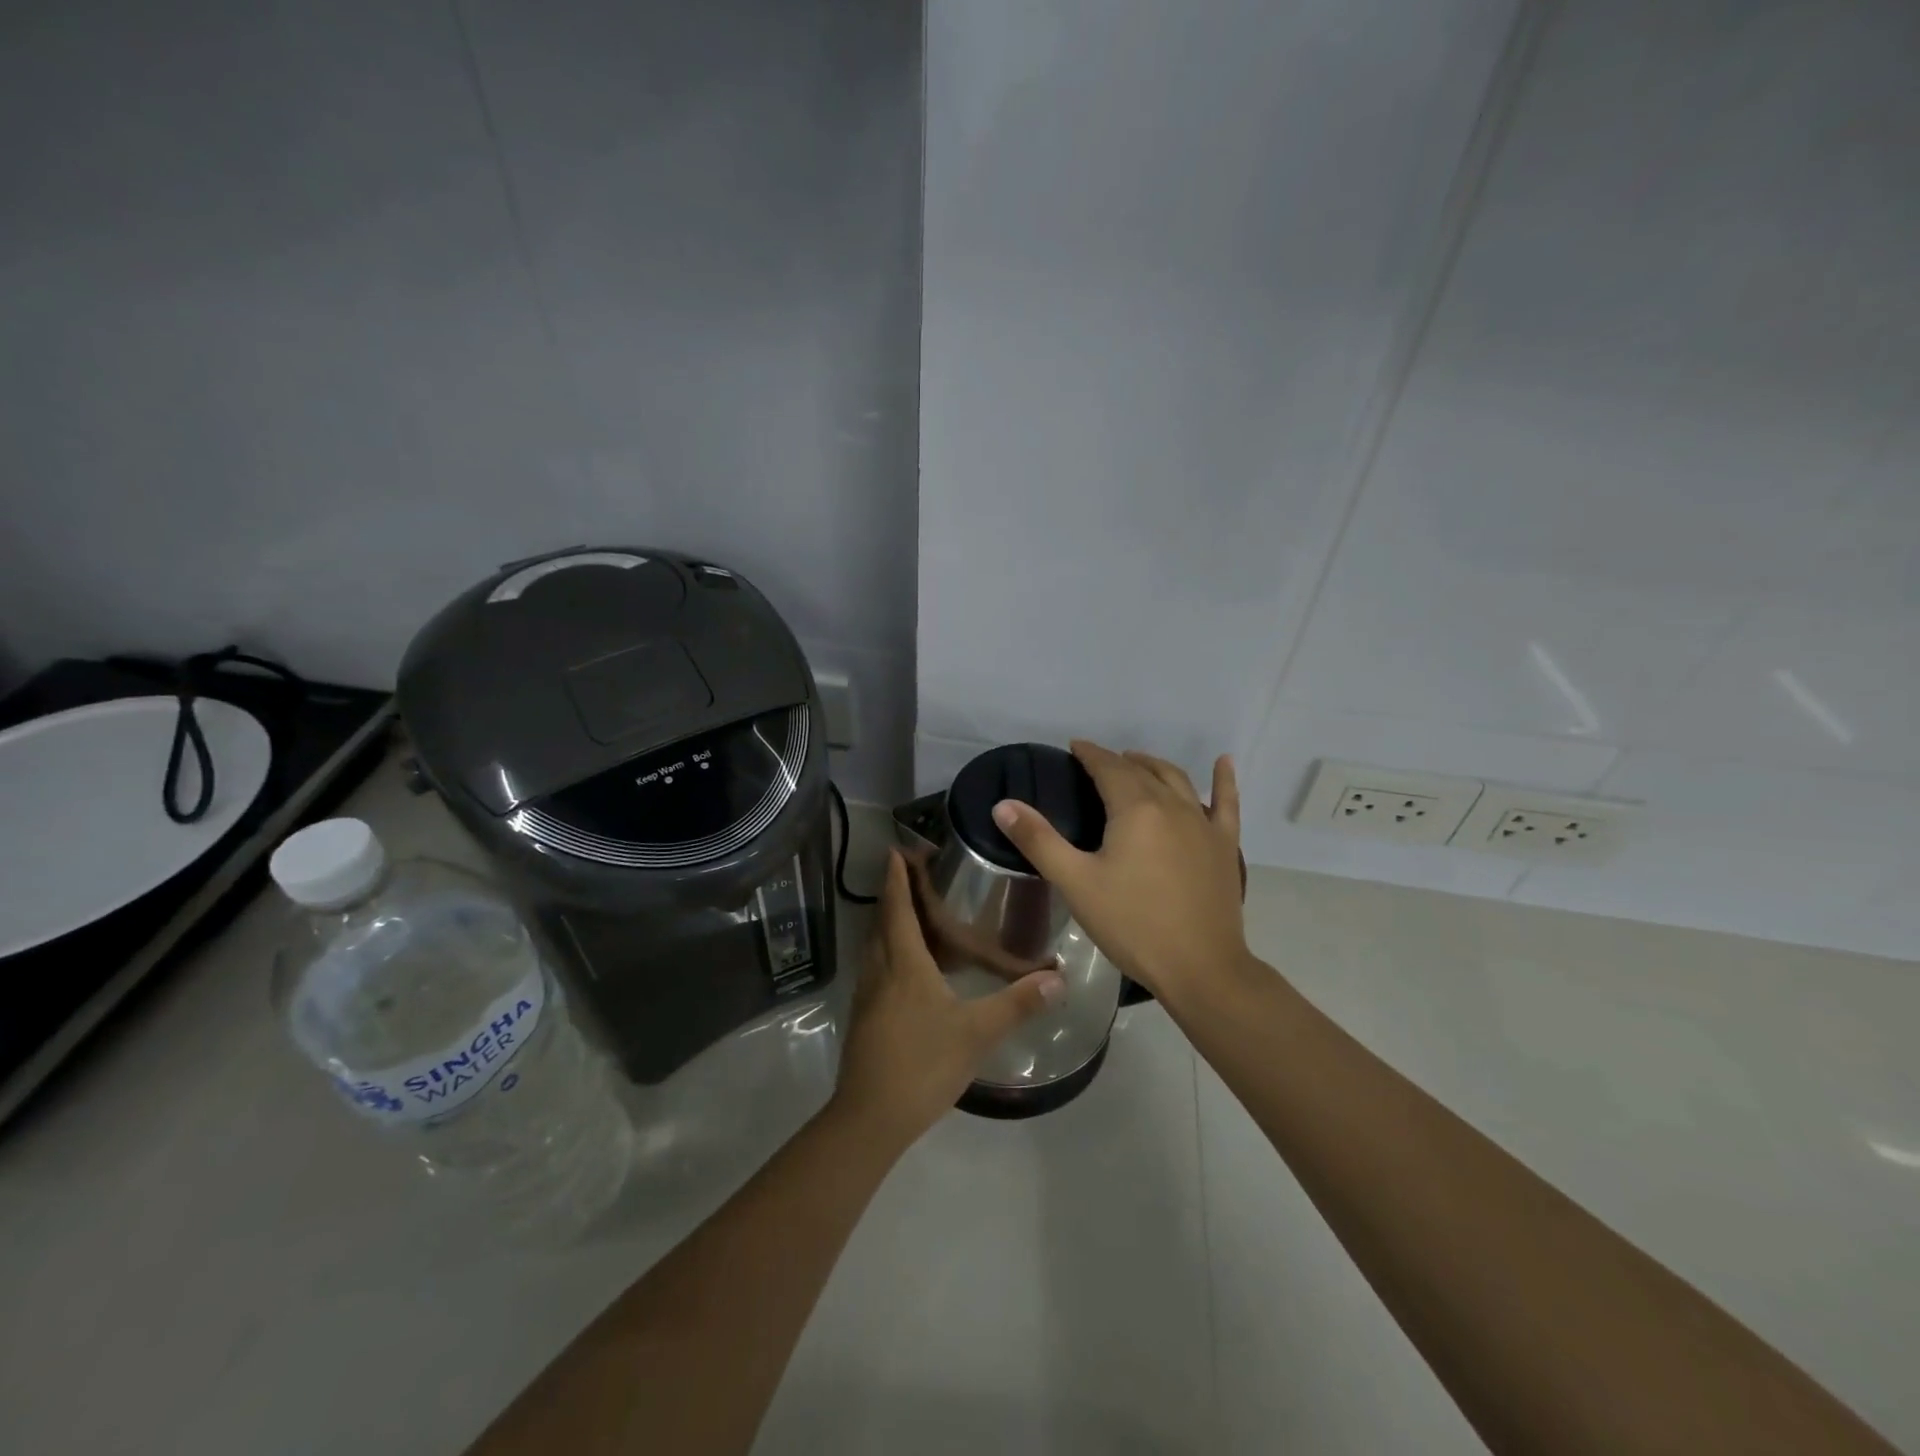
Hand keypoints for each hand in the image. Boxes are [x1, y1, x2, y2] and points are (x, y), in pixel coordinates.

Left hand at [831, 849, 1064, 1150]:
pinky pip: (878, 968)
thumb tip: (1058, 978)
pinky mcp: (866, 1017)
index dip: (897, 878)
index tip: (896, 850)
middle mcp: (880, 970)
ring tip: (917, 912)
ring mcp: (868, 995)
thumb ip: (1017, 1004)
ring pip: (877, 945)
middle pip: (883, 921)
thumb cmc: (922, 1064)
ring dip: (890, 922)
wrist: (870, 1118)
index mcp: (903, 964)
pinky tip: (912, 966)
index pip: (898, 908)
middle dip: (894, 894)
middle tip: (914, 873)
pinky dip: (891, 951)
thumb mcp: (976, 1033)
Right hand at [991, 741, 1249, 1006]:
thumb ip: (1038, 840)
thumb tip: (1003, 804)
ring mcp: (1203, 823)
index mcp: (1135, 809)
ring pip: (1177, 780)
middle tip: (1096, 763)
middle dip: (1116, 761)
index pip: (1108, 768)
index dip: (1089, 753)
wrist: (1200, 967)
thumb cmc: (1132, 924)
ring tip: (1137, 762)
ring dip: (1154, 766)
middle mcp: (1172, 805)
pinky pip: (1226, 803)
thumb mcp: (1076, 883)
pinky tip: (1224, 762)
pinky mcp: (1224, 845)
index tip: (1074, 747)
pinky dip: (1224, 780)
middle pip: (1141, 771)